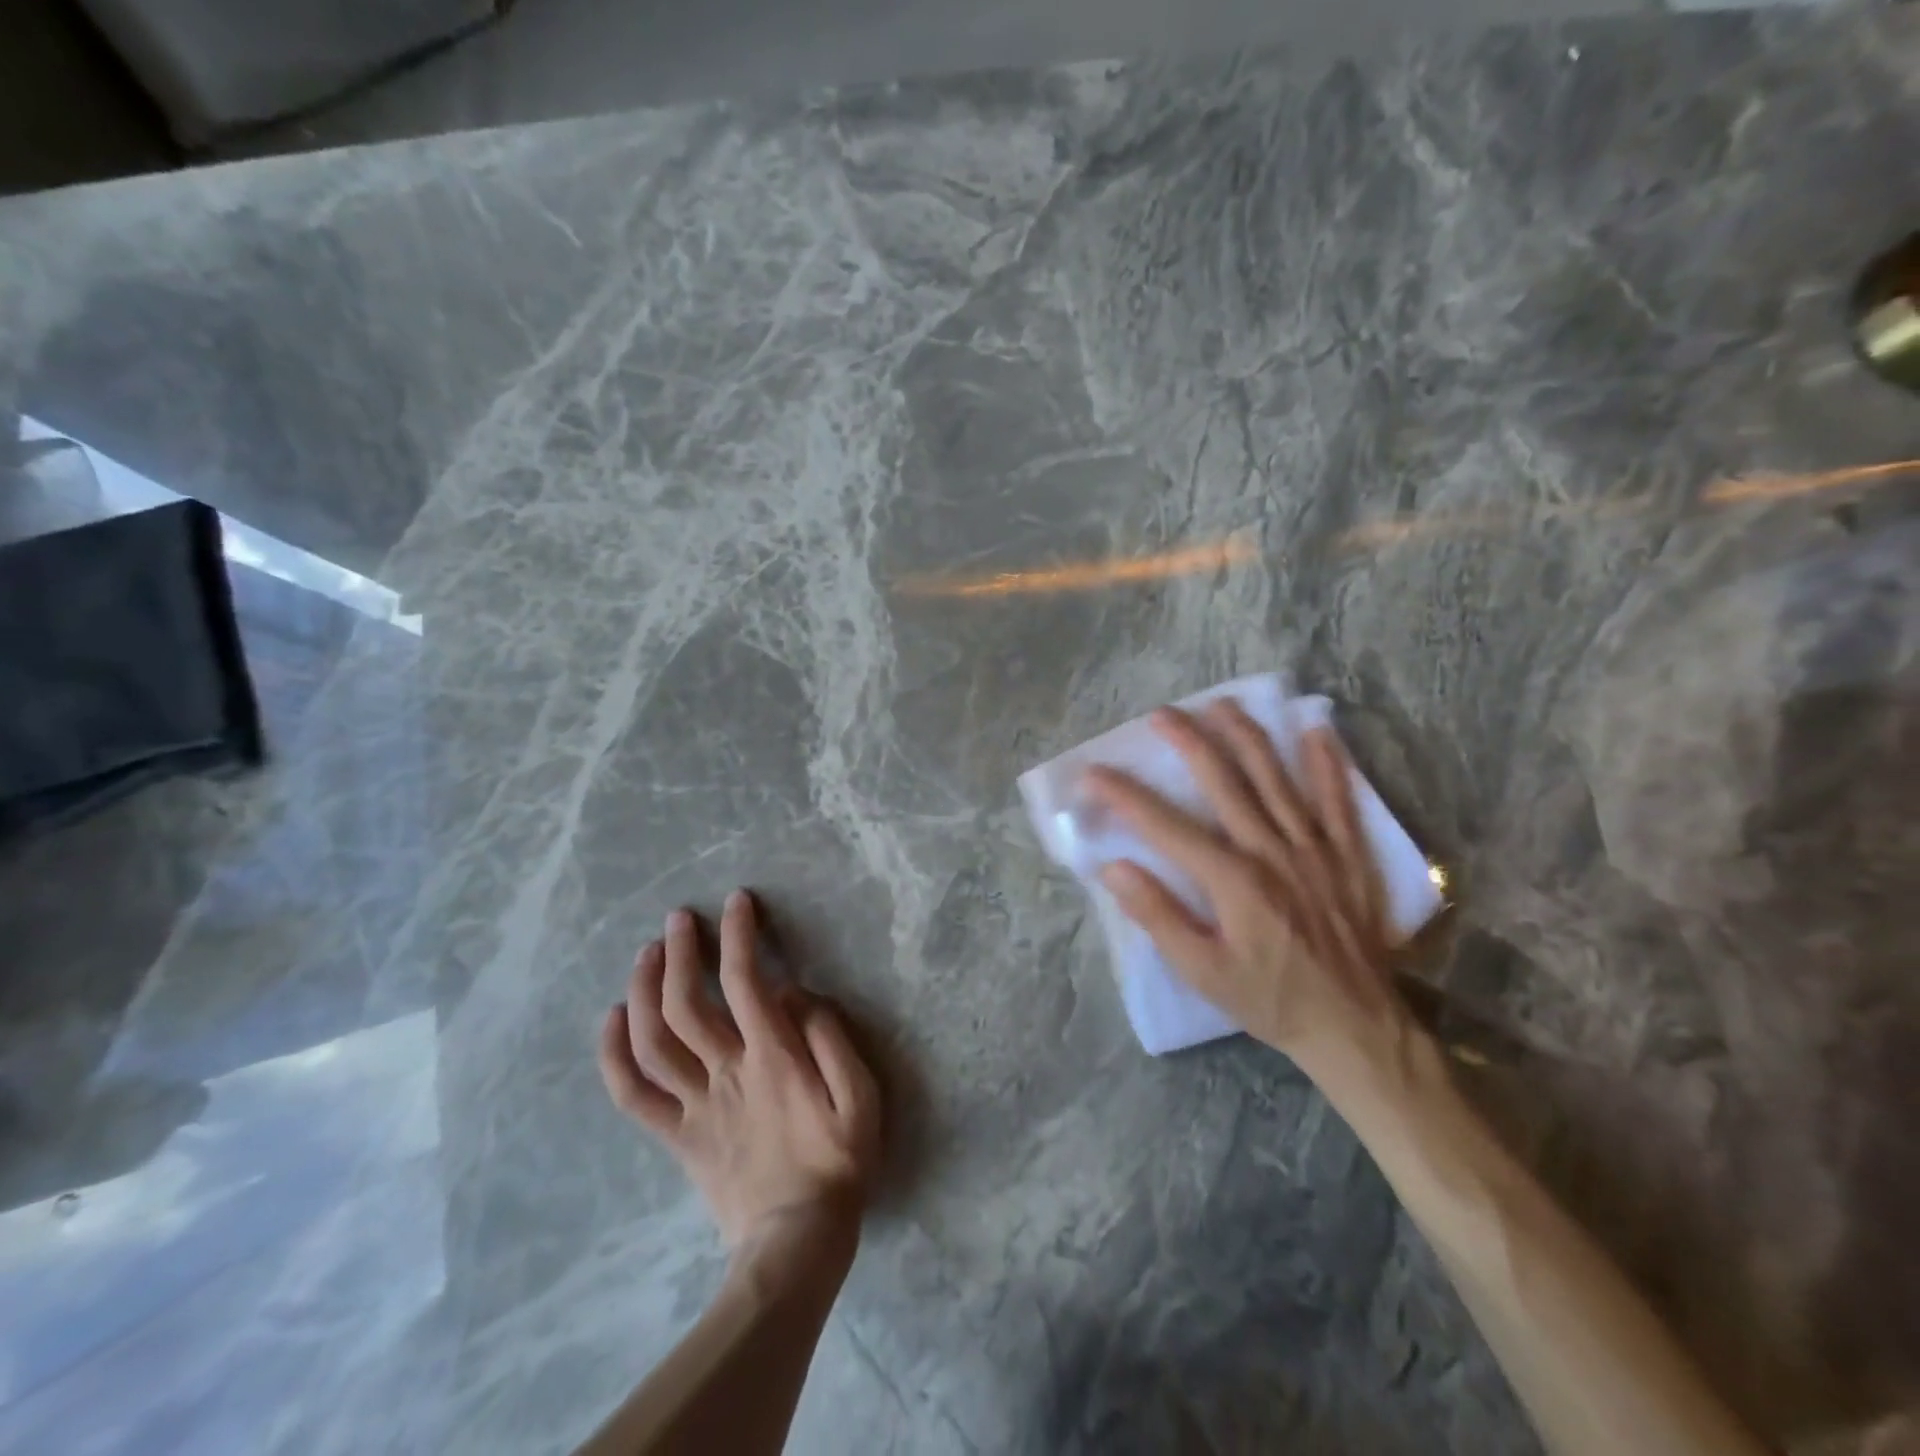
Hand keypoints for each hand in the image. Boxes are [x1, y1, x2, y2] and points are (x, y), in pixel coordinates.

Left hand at [598, 890, 882, 1271]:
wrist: (797, 1243)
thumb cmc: (838, 1163)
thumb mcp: (861, 1098)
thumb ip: (830, 1039)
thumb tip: (794, 993)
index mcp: (772, 1059)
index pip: (746, 982)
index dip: (739, 935)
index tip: (737, 902)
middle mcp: (726, 1073)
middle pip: (687, 1003)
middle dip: (680, 953)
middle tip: (678, 919)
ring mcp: (694, 1106)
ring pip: (654, 1041)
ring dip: (644, 991)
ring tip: (647, 954)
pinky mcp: (676, 1136)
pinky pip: (633, 1095)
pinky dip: (614, 1055)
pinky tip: (611, 1019)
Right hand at [1085, 703, 1413, 1076]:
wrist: (1355, 1027)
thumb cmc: (1269, 999)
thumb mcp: (1202, 971)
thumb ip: (1158, 916)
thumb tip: (1114, 868)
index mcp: (1232, 879)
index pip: (1166, 825)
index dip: (1126, 796)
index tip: (1094, 773)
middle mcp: (1272, 850)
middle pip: (1224, 782)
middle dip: (1189, 743)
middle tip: (1162, 714)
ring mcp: (1314, 847)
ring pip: (1276, 777)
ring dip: (1246, 737)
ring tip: (1221, 705)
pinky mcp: (1348, 855)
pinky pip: (1338, 799)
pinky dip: (1328, 762)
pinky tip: (1316, 729)